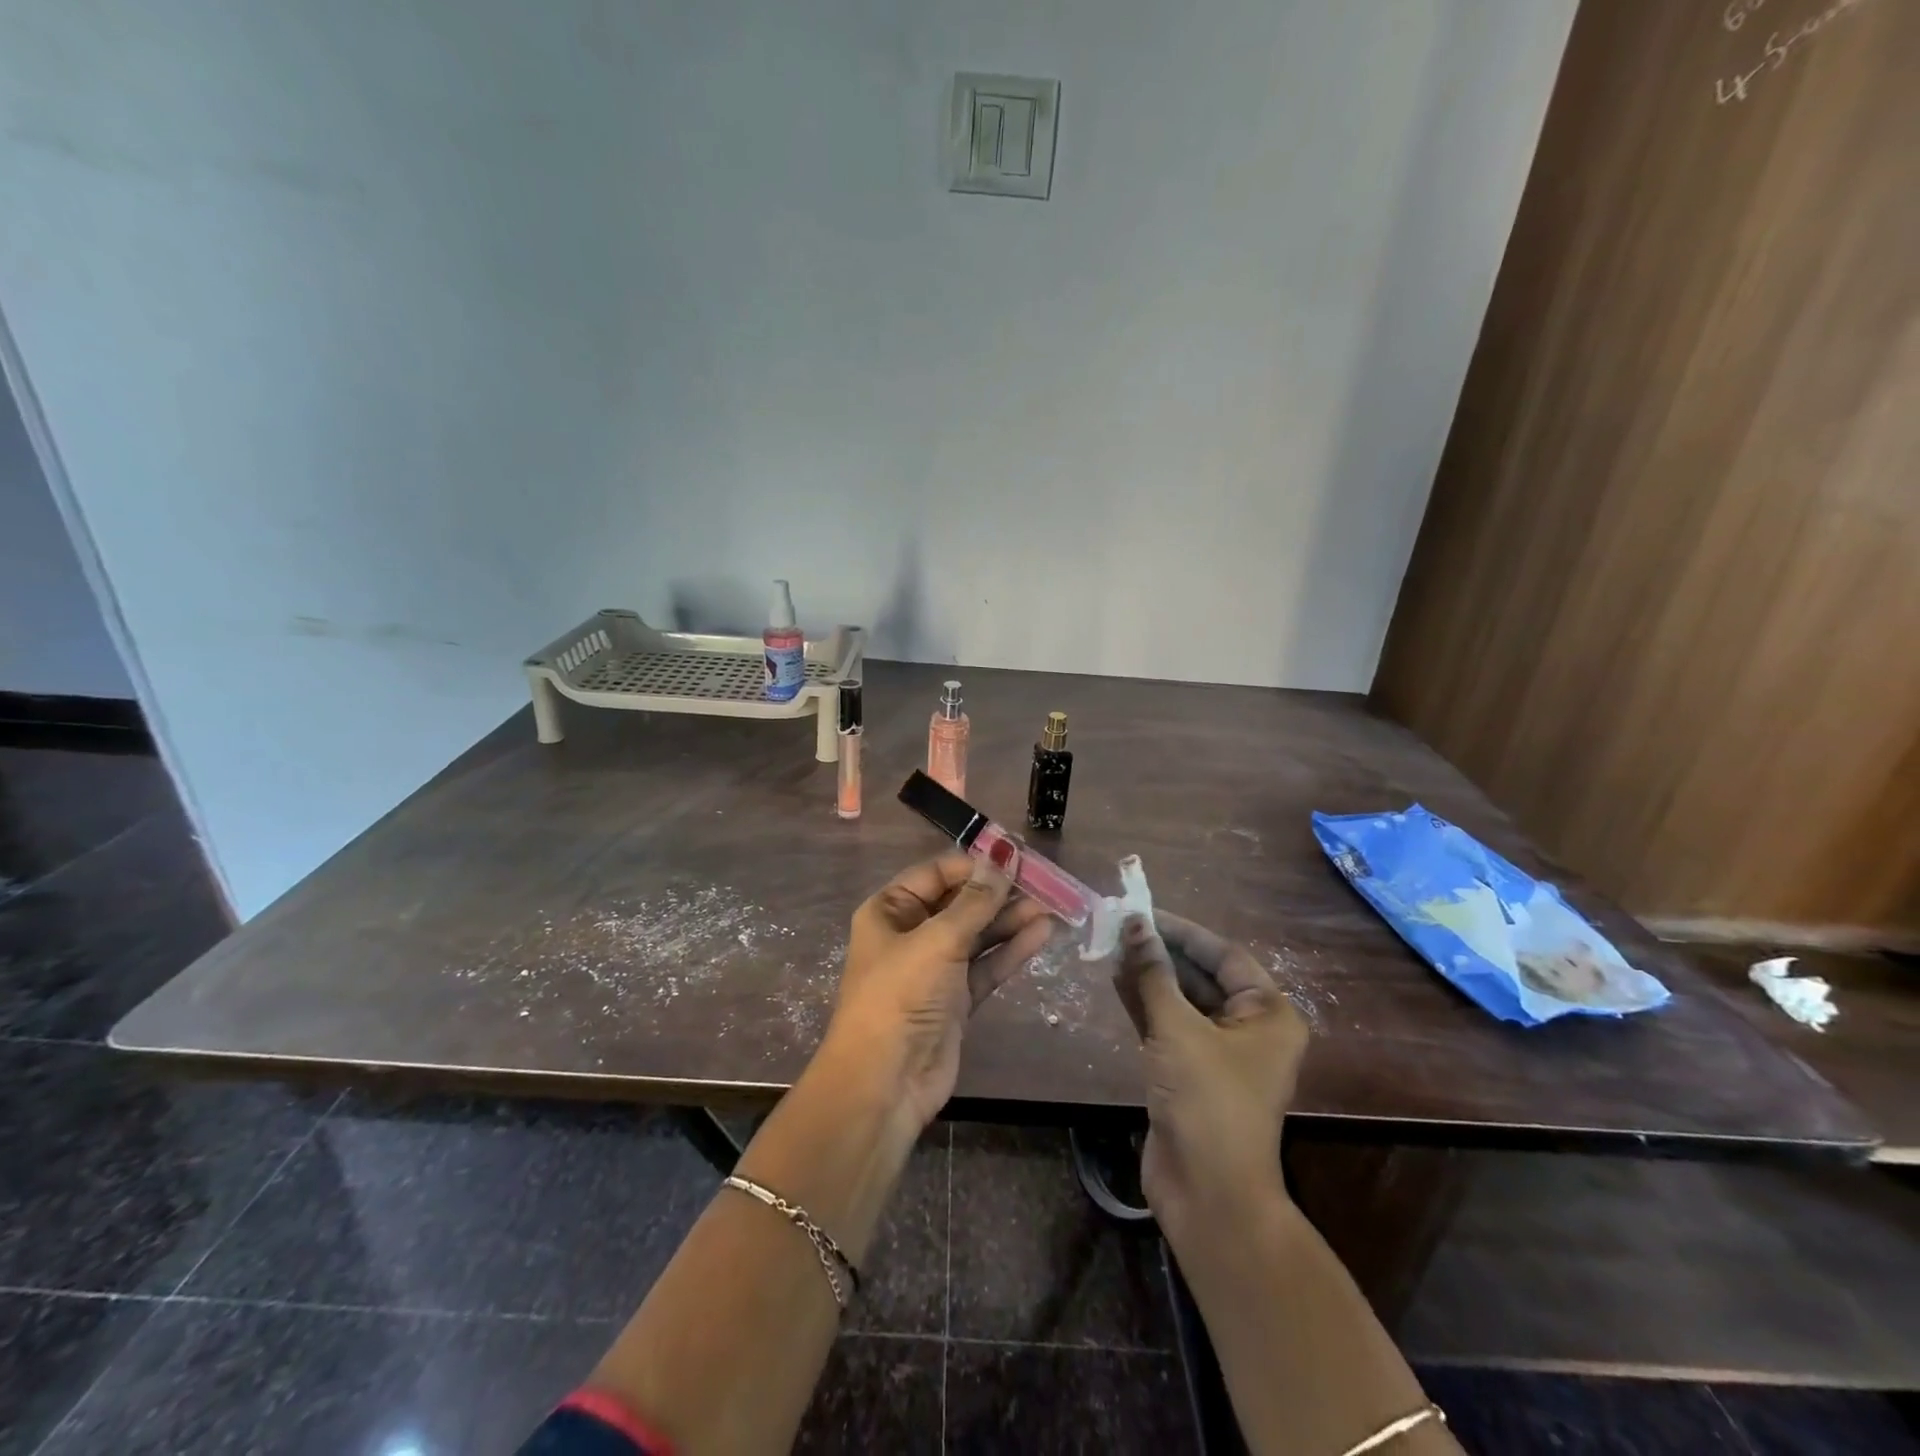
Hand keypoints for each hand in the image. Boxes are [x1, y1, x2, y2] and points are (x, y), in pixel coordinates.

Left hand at [825, 853, 1053, 1128]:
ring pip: (978, 934)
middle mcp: (911, 934)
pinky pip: (987, 965)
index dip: (975, 865)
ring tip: (1052, 904)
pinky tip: (1042, 932)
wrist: (885, 1084)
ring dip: (1011, 919)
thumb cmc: (900, 997)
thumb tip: (1003, 856)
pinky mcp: (956, 999)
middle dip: (999, 892)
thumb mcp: (937, 941)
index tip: (1016, 856)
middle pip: (960, 903)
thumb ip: (976, 902)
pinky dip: (1012, 950)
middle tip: (1044, 880)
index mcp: (890, 911)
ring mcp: (935, 969)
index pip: (937, 874)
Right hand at [1112, 911, 1308, 1236]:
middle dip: (1160, 952)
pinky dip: (1143, 1003)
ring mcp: (1218, 1053)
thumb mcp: (1177, 1028)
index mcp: (1268, 1014)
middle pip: (1201, 975)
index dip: (1182, 931)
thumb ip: (1153, 973)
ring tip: (1110, 947)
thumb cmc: (1207, 1101)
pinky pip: (1167, 1024)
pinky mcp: (1190, 1072)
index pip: (1224, 955)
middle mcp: (1249, 1029)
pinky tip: (1115, 980)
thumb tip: (1134, 923)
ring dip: (1148, 975)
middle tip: (1118, 928)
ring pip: (1181, 999)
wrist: (1208, 1195)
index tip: (1142, 912)